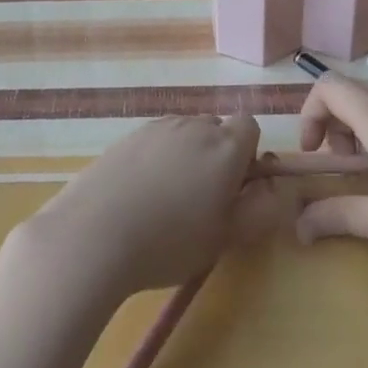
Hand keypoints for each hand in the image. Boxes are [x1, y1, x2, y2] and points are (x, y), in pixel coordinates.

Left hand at [24, 114, 291, 300]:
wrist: (94, 234)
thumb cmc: (170, 241)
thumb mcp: (227, 236)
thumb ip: (261, 209)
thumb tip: (274, 186)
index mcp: (224, 146)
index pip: (249, 127)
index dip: (248, 155)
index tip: (235, 188)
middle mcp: (193, 126)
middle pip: (216, 129)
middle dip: (217, 156)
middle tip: (204, 200)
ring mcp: (156, 128)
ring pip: (185, 134)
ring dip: (187, 156)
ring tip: (168, 201)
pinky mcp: (126, 136)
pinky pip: (156, 141)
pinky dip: (158, 159)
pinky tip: (140, 195)